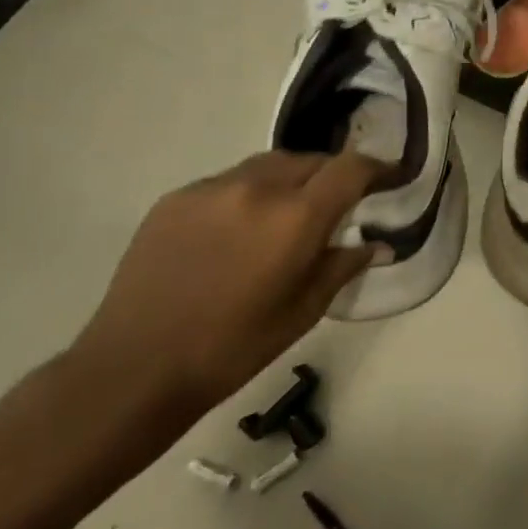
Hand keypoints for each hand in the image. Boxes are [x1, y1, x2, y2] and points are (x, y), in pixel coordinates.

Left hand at [68, 150, 379, 419]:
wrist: (135, 368)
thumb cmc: (233, 347)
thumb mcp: (304, 312)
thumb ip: (343, 266)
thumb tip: (377, 244)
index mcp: (294, 218)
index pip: (351, 169)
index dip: (378, 168)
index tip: (392, 178)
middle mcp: (256, 188)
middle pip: (311, 160)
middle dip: (333, 175)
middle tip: (340, 203)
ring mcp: (211, 189)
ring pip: (269, 165)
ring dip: (291, 179)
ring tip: (290, 212)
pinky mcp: (176, 198)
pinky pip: (229, 181)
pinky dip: (249, 193)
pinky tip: (240, 228)